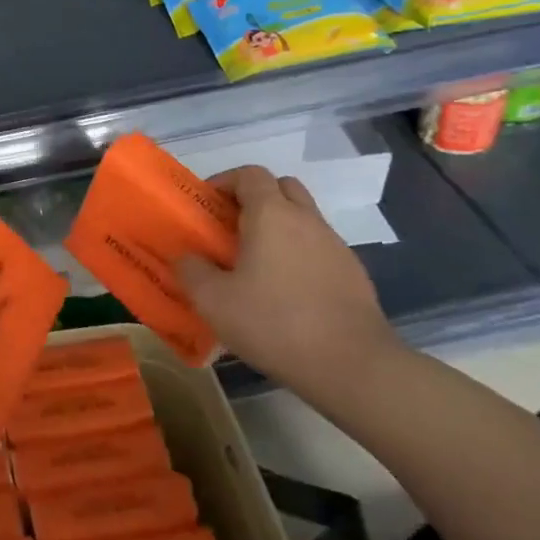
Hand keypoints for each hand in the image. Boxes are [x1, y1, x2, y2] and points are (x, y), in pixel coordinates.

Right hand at [176, 166, 400, 398]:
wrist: (351, 364)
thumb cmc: (274, 323)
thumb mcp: (214, 301)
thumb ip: (192, 271)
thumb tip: (186, 258)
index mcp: (271, 215)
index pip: (249, 174)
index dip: (225, 182)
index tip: (208, 206)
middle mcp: (306, 219)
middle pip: (281, 187)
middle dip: (255, 199)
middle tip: (232, 229)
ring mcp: (335, 245)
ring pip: (302, 219)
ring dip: (278, 229)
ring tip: (256, 265)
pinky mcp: (353, 273)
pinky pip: (318, 248)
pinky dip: (299, 255)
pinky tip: (286, 293)